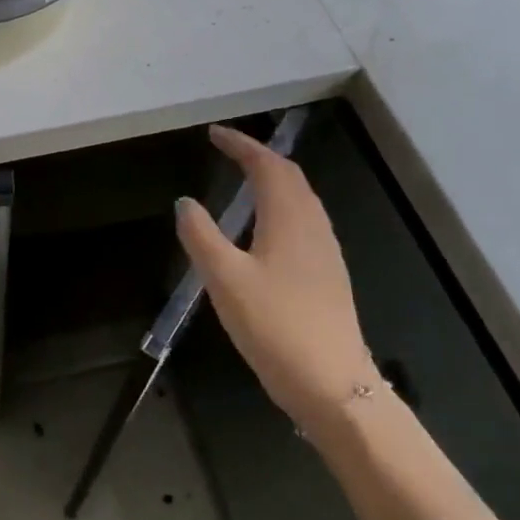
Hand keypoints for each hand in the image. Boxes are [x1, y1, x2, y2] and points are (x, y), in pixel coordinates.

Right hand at [175, 125, 380, 435]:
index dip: (241, 144)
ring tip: (243, 178)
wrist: (333, 385)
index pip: (267, 165)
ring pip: (301, 198)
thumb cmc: (275, 326)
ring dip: (273, 179)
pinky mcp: (328, 274)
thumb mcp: (224, 279)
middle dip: (258, 156)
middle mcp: (312, 226)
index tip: (214, 133)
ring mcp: (325, 251)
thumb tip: (185, 202)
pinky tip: (265, 227)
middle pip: (290, 176)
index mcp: (289, 219)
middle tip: (227, 150)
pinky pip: (304, 220)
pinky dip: (281, 204)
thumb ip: (200, 235)